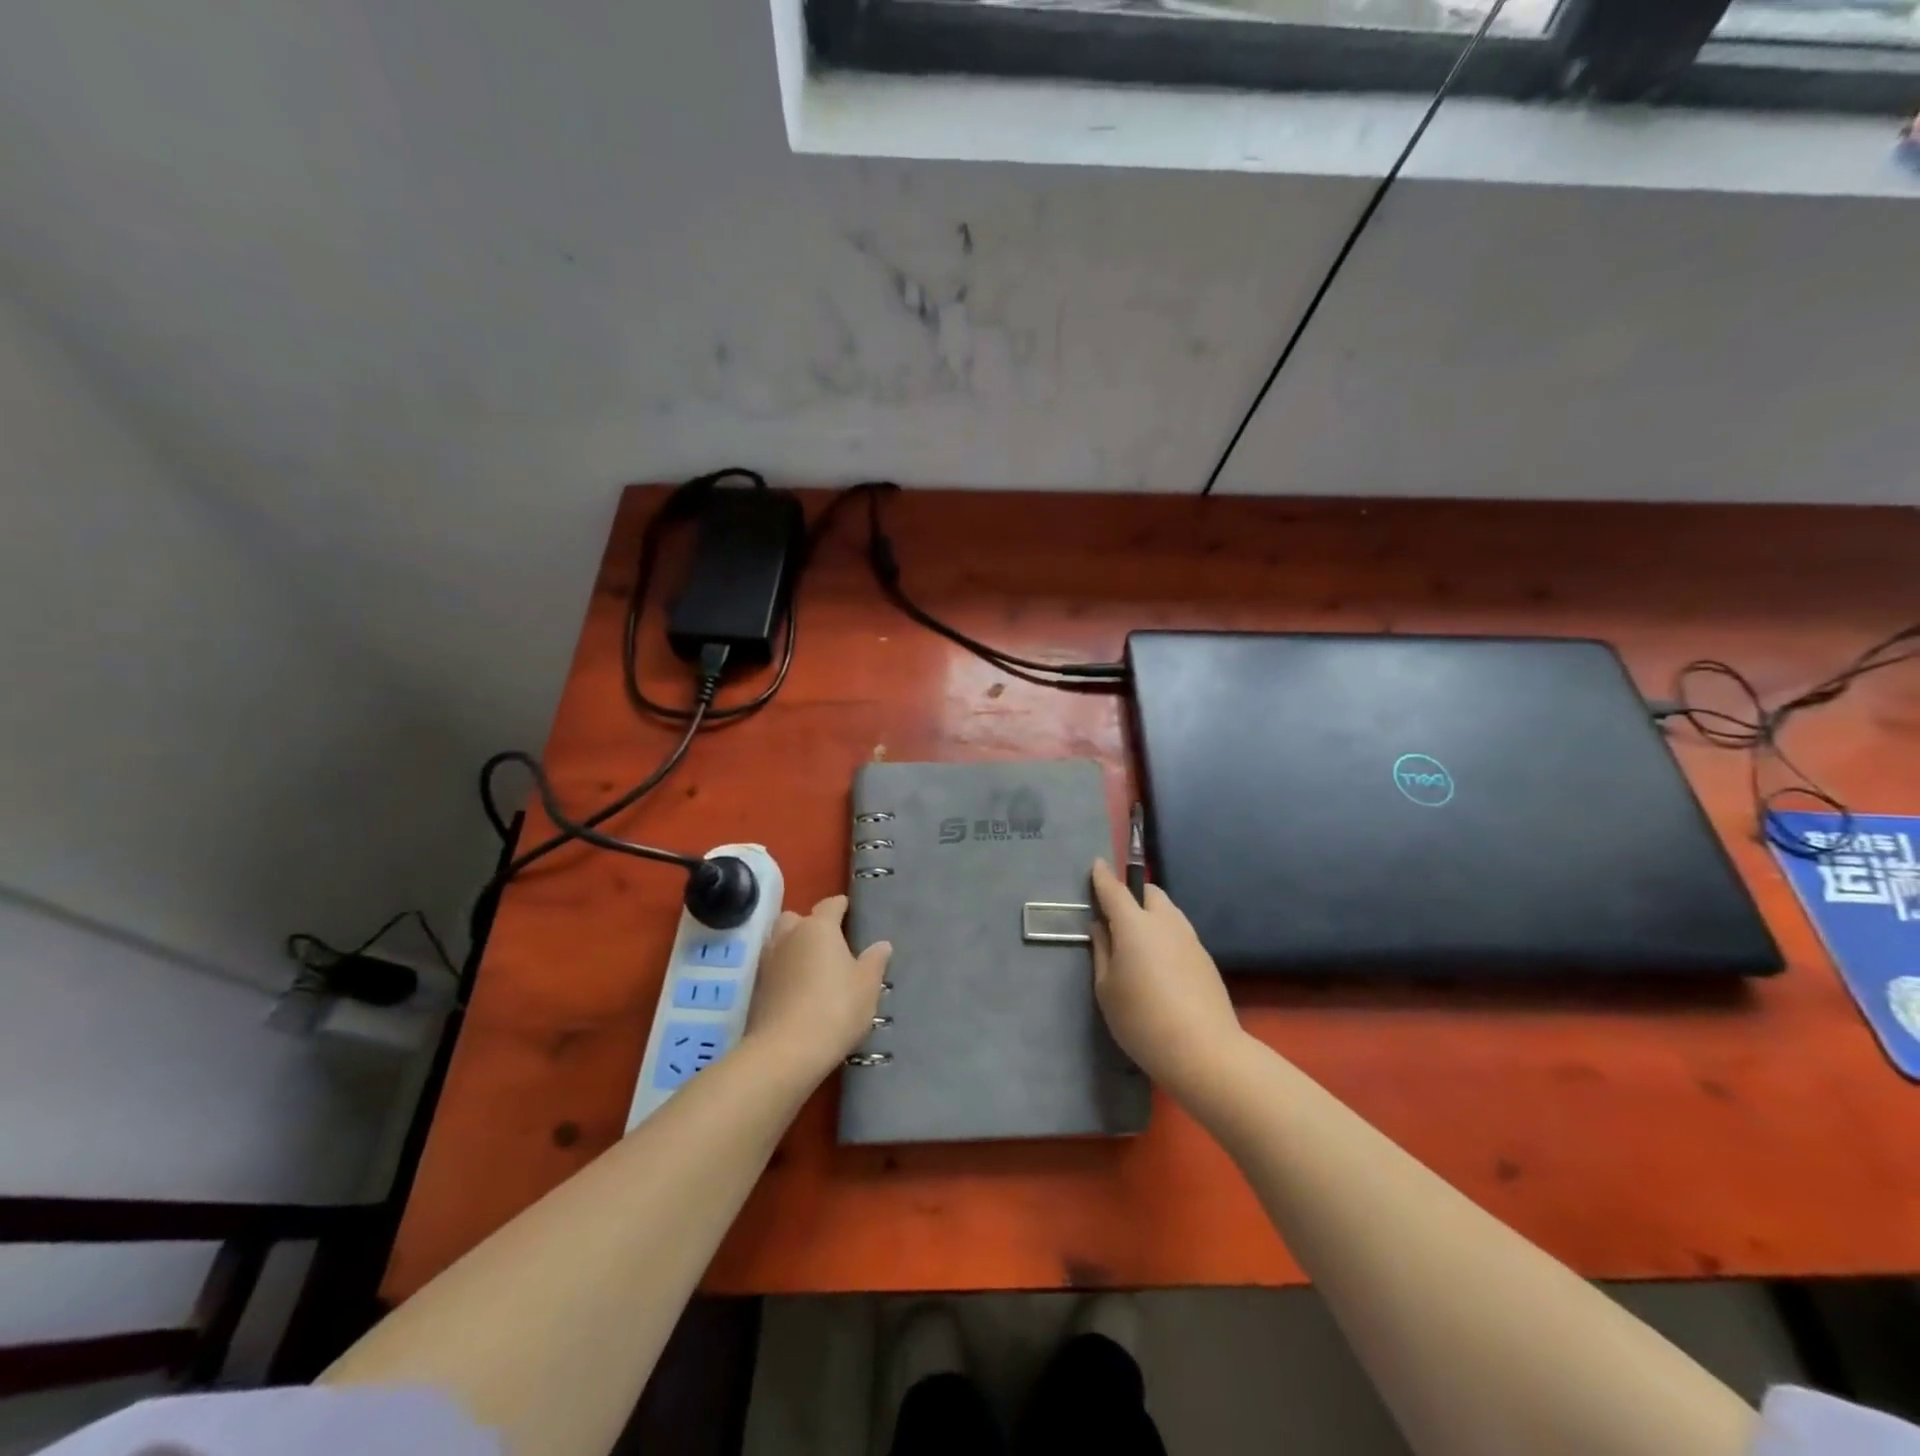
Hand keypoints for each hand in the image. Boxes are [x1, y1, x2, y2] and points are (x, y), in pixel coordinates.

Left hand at [744, 895, 890, 1082]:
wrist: (785, 1052)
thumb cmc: (835, 1009)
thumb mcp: (867, 986)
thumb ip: (875, 961)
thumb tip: (882, 944)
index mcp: (818, 927)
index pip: (831, 904)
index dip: (842, 906)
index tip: (851, 912)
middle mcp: (789, 936)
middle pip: (797, 918)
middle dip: (810, 924)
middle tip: (829, 943)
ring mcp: (768, 961)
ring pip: (780, 941)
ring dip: (794, 947)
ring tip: (813, 966)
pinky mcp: (756, 987)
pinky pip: (773, 967)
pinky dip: (785, 971)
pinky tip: (798, 990)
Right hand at [1090, 859, 1243, 1094]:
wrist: (1204, 1051)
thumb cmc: (1142, 1020)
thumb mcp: (1106, 989)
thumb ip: (1102, 952)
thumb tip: (1101, 927)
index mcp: (1134, 925)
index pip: (1115, 889)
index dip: (1103, 876)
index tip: (1096, 865)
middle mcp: (1165, 922)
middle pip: (1150, 893)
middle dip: (1133, 894)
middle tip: (1117, 916)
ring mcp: (1190, 939)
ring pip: (1169, 912)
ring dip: (1152, 915)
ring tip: (1139, 943)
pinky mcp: (1206, 959)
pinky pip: (1180, 933)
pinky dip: (1166, 936)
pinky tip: (1161, 965)